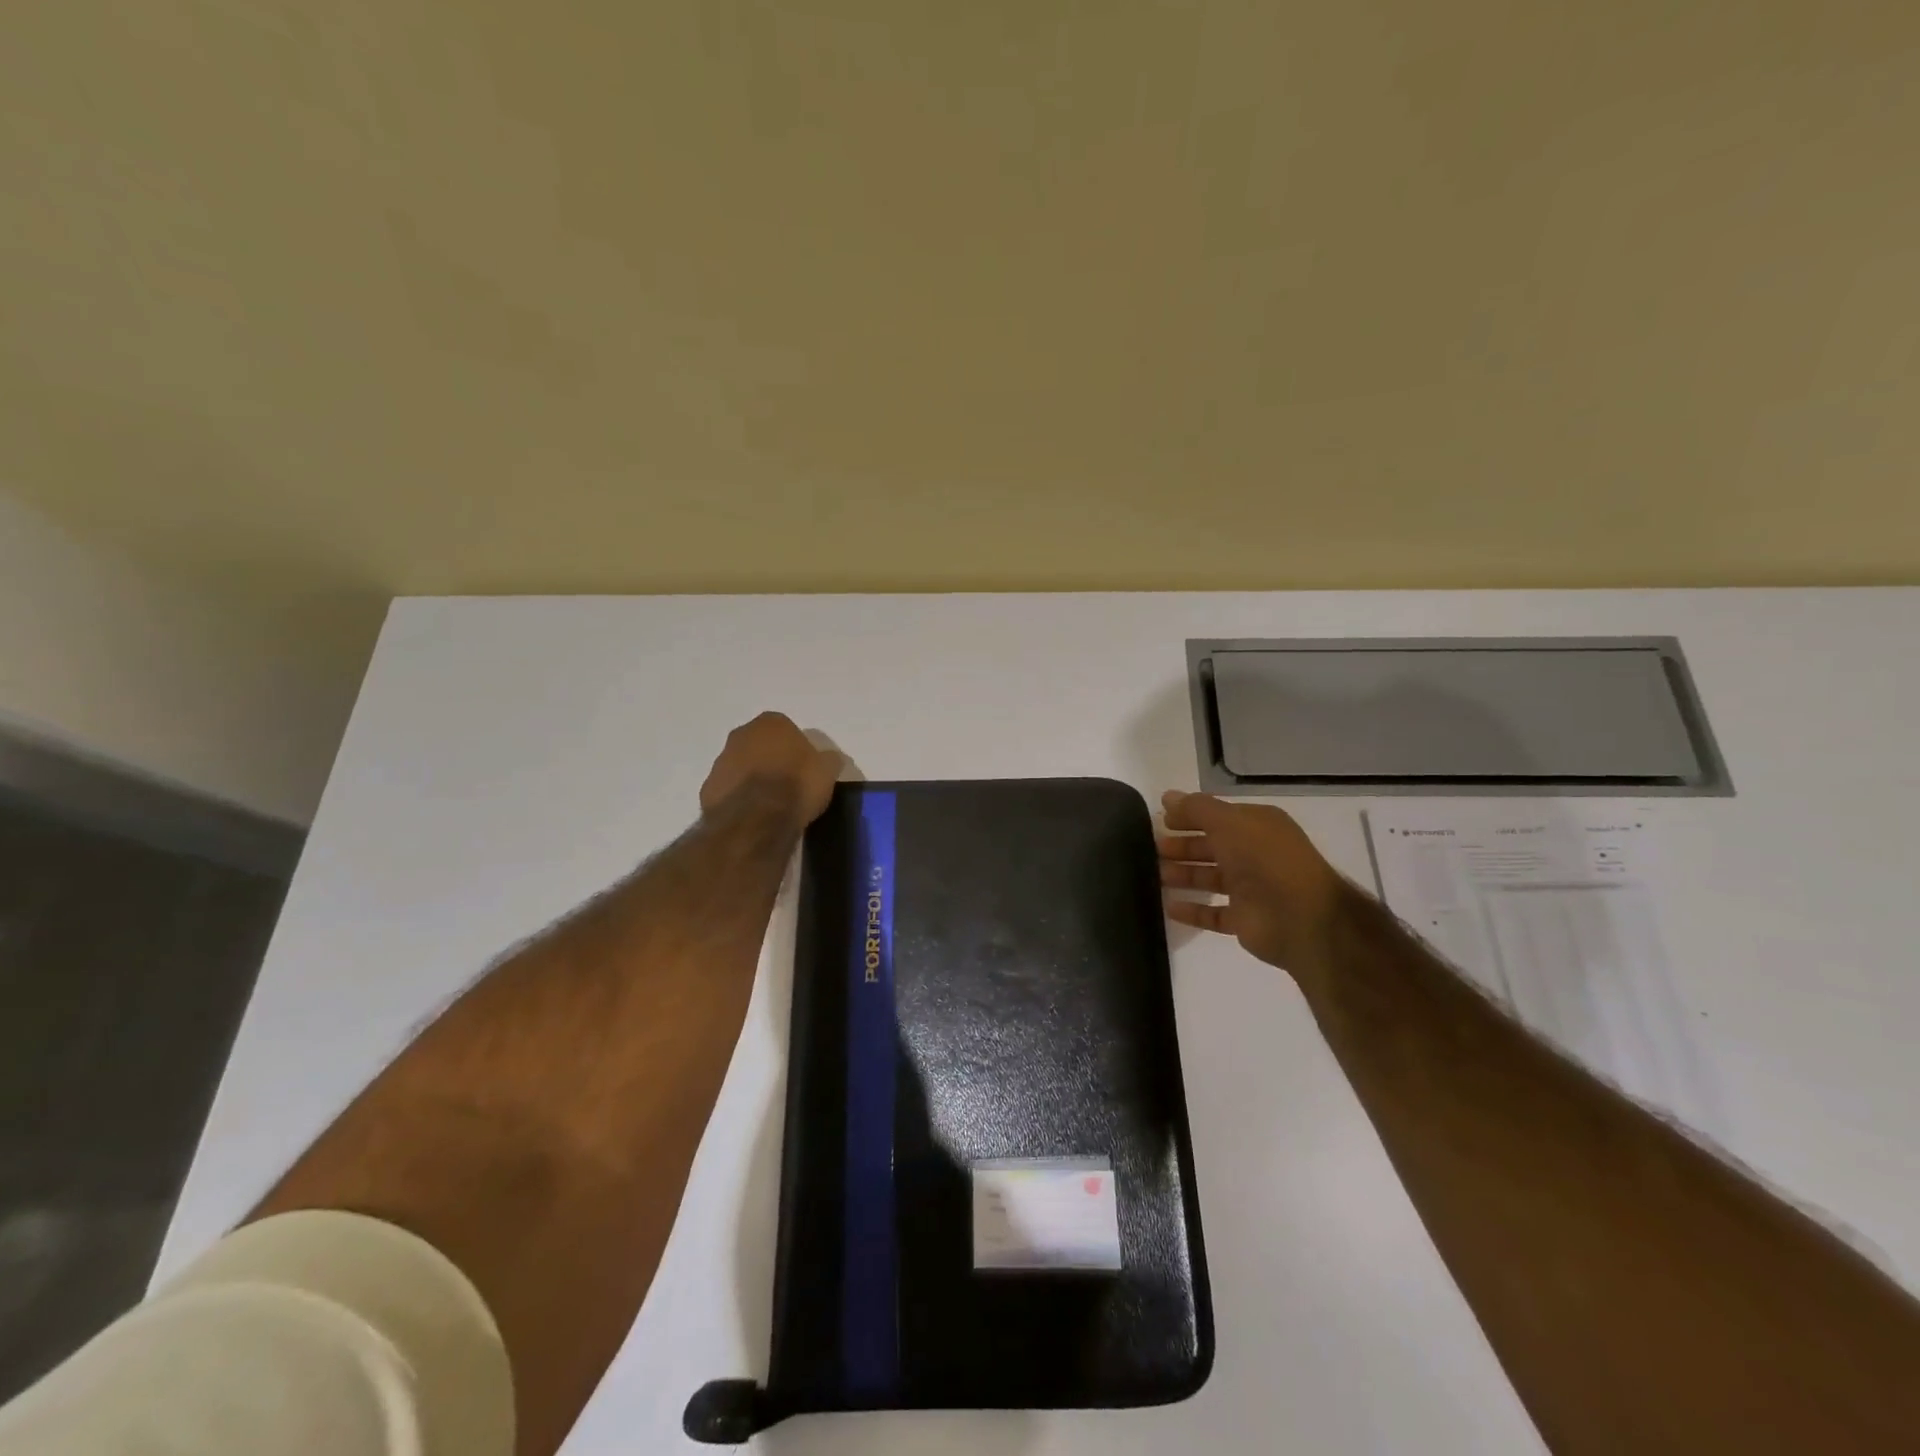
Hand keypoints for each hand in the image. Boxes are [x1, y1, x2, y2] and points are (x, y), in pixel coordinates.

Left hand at [700, 712, 841, 826]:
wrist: (757, 820)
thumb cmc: (797, 785)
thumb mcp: (827, 771)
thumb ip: (827, 760)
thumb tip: (828, 760)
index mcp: (771, 723)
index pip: (786, 728)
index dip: (796, 748)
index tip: (804, 768)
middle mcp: (741, 734)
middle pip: (759, 744)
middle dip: (771, 759)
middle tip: (787, 783)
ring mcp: (721, 760)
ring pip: (741, 765)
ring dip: (752, 778)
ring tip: (770, 804)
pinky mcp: (708, 788)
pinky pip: (729, 789)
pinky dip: (739, 798)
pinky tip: (753, 815)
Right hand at [1158, 791, 1345, 979]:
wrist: (1301, 917)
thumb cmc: (1264, 859)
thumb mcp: (1228, 822)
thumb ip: (1196, 808)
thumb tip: (1167, 796)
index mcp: (1257, 826)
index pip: (1217, 816)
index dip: (1189, 816)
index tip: (1160, 821)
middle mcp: (1255, 854)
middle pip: (1211, 847)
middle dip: (1182, 847)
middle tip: (1153, 849)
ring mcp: (1251, 889)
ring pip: (1210, 878)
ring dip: (1184, 875)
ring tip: (1155, 876)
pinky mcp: (1245, 920)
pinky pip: (1213, 914)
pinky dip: (1193, 910)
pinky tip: (1169, 907)